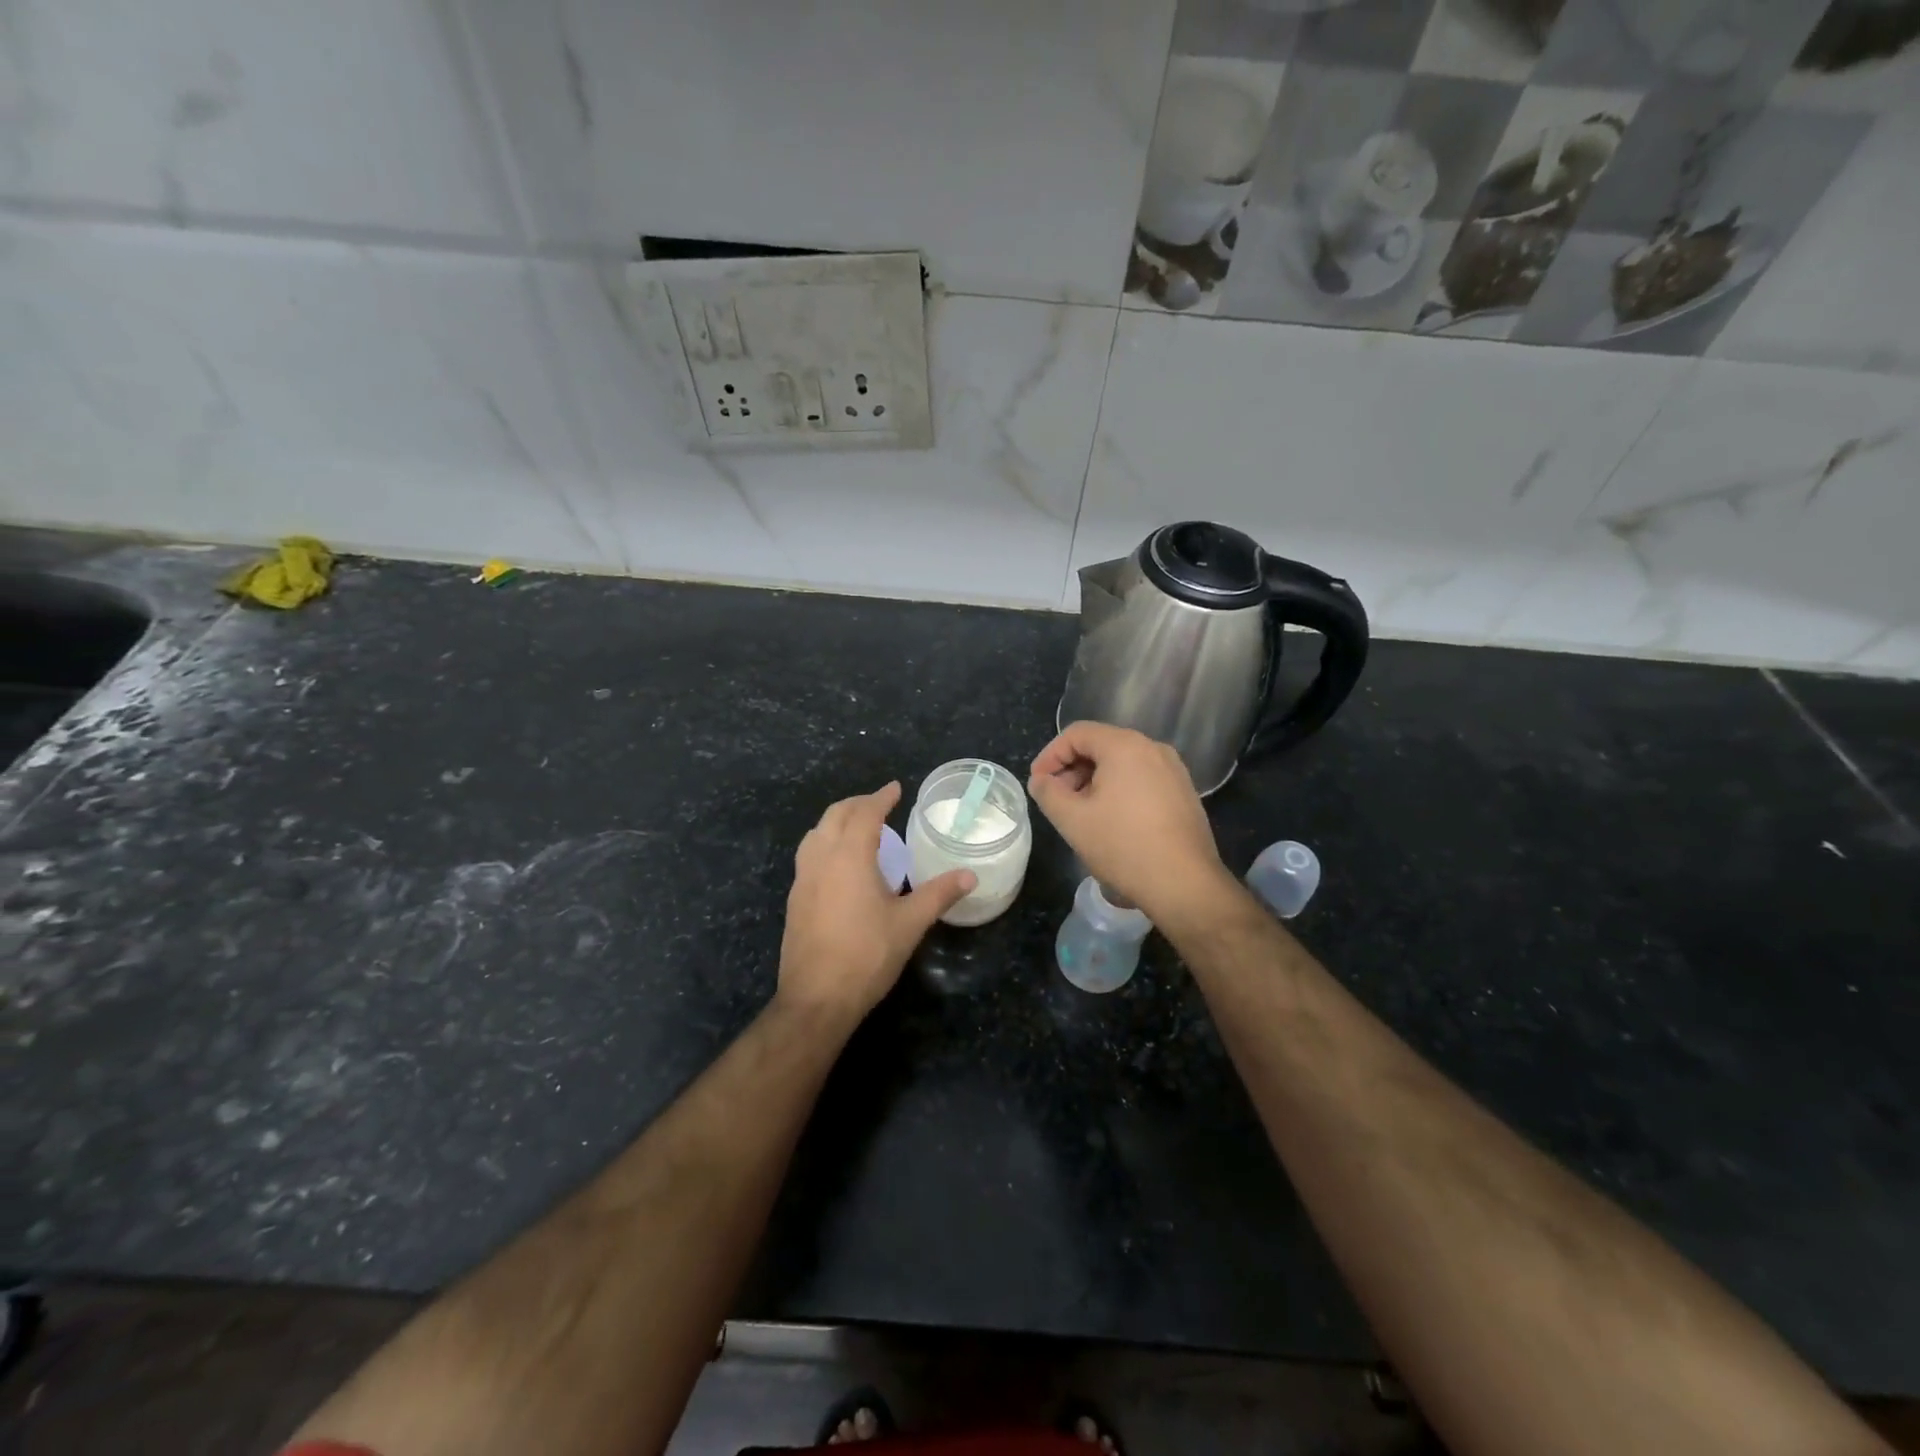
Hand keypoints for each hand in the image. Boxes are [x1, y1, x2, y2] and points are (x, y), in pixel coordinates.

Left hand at [779, 782, 974, 1022]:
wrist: (816, 998)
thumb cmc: (867, 955)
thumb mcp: (910, 923)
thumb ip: (939, 894)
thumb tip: (970, 876)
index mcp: (849, 856)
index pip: (865, 813)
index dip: (881, 797)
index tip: (895, 788)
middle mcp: (821, 859)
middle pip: (835, 816)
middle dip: (857, 804)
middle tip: (880, 805)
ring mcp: (802, 879)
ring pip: (816, 834)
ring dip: (837, 822)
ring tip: (859, 829)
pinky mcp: (795, 899)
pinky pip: (809, 855)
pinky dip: (825, 843)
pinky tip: (840, 865)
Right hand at [1028, 722, 1233, 927]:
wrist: (1185, 884)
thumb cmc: (1123, 846)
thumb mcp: (1072, 820)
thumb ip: (1048, 792)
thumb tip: (1040, 780)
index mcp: (1125, 746)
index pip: (1077, 733)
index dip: (1050, 755)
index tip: (1038, 783)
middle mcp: (1153, 748)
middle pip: (1101, 745)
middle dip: (1072, 769)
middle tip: (1057, 800)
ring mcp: (1174, 770)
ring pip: (1122, 763)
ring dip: (1094, 781)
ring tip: (1081, 813)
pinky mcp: (1184, 792)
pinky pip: (1142, 778)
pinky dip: (1119, 790)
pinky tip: (1112, 821)